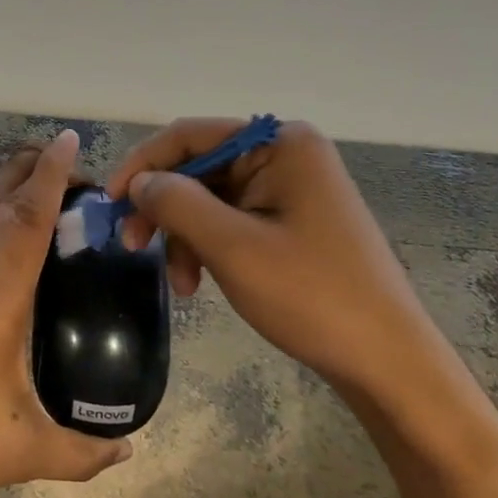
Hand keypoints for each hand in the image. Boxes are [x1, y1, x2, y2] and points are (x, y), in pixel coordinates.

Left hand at [0, 129, 130, 497]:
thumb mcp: (20, 451)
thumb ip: (82, 453)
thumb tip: (129, 452)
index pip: (30, 217)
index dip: (53, 174)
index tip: (70, 141)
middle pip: (8, 201)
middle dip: (42, 174)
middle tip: (79, 175)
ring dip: (7, 177)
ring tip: (34, 157)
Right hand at [107, 118, 437, 394]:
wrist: (387, 362)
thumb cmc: (312, 295)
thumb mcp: (233, 247)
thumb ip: (177, 203)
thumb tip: (140, 182)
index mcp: (280, 144)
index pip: (191, 135)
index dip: (143, 165)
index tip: (110, 203)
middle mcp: (286, 154)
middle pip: (200, 167)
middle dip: (164, 209)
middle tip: (133, 246)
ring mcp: (292, 189)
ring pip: (211, 199)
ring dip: (185, 236)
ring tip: (180, 285)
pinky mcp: (293, 221)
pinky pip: (234, 220)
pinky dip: (209, 247)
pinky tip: (200, 282)